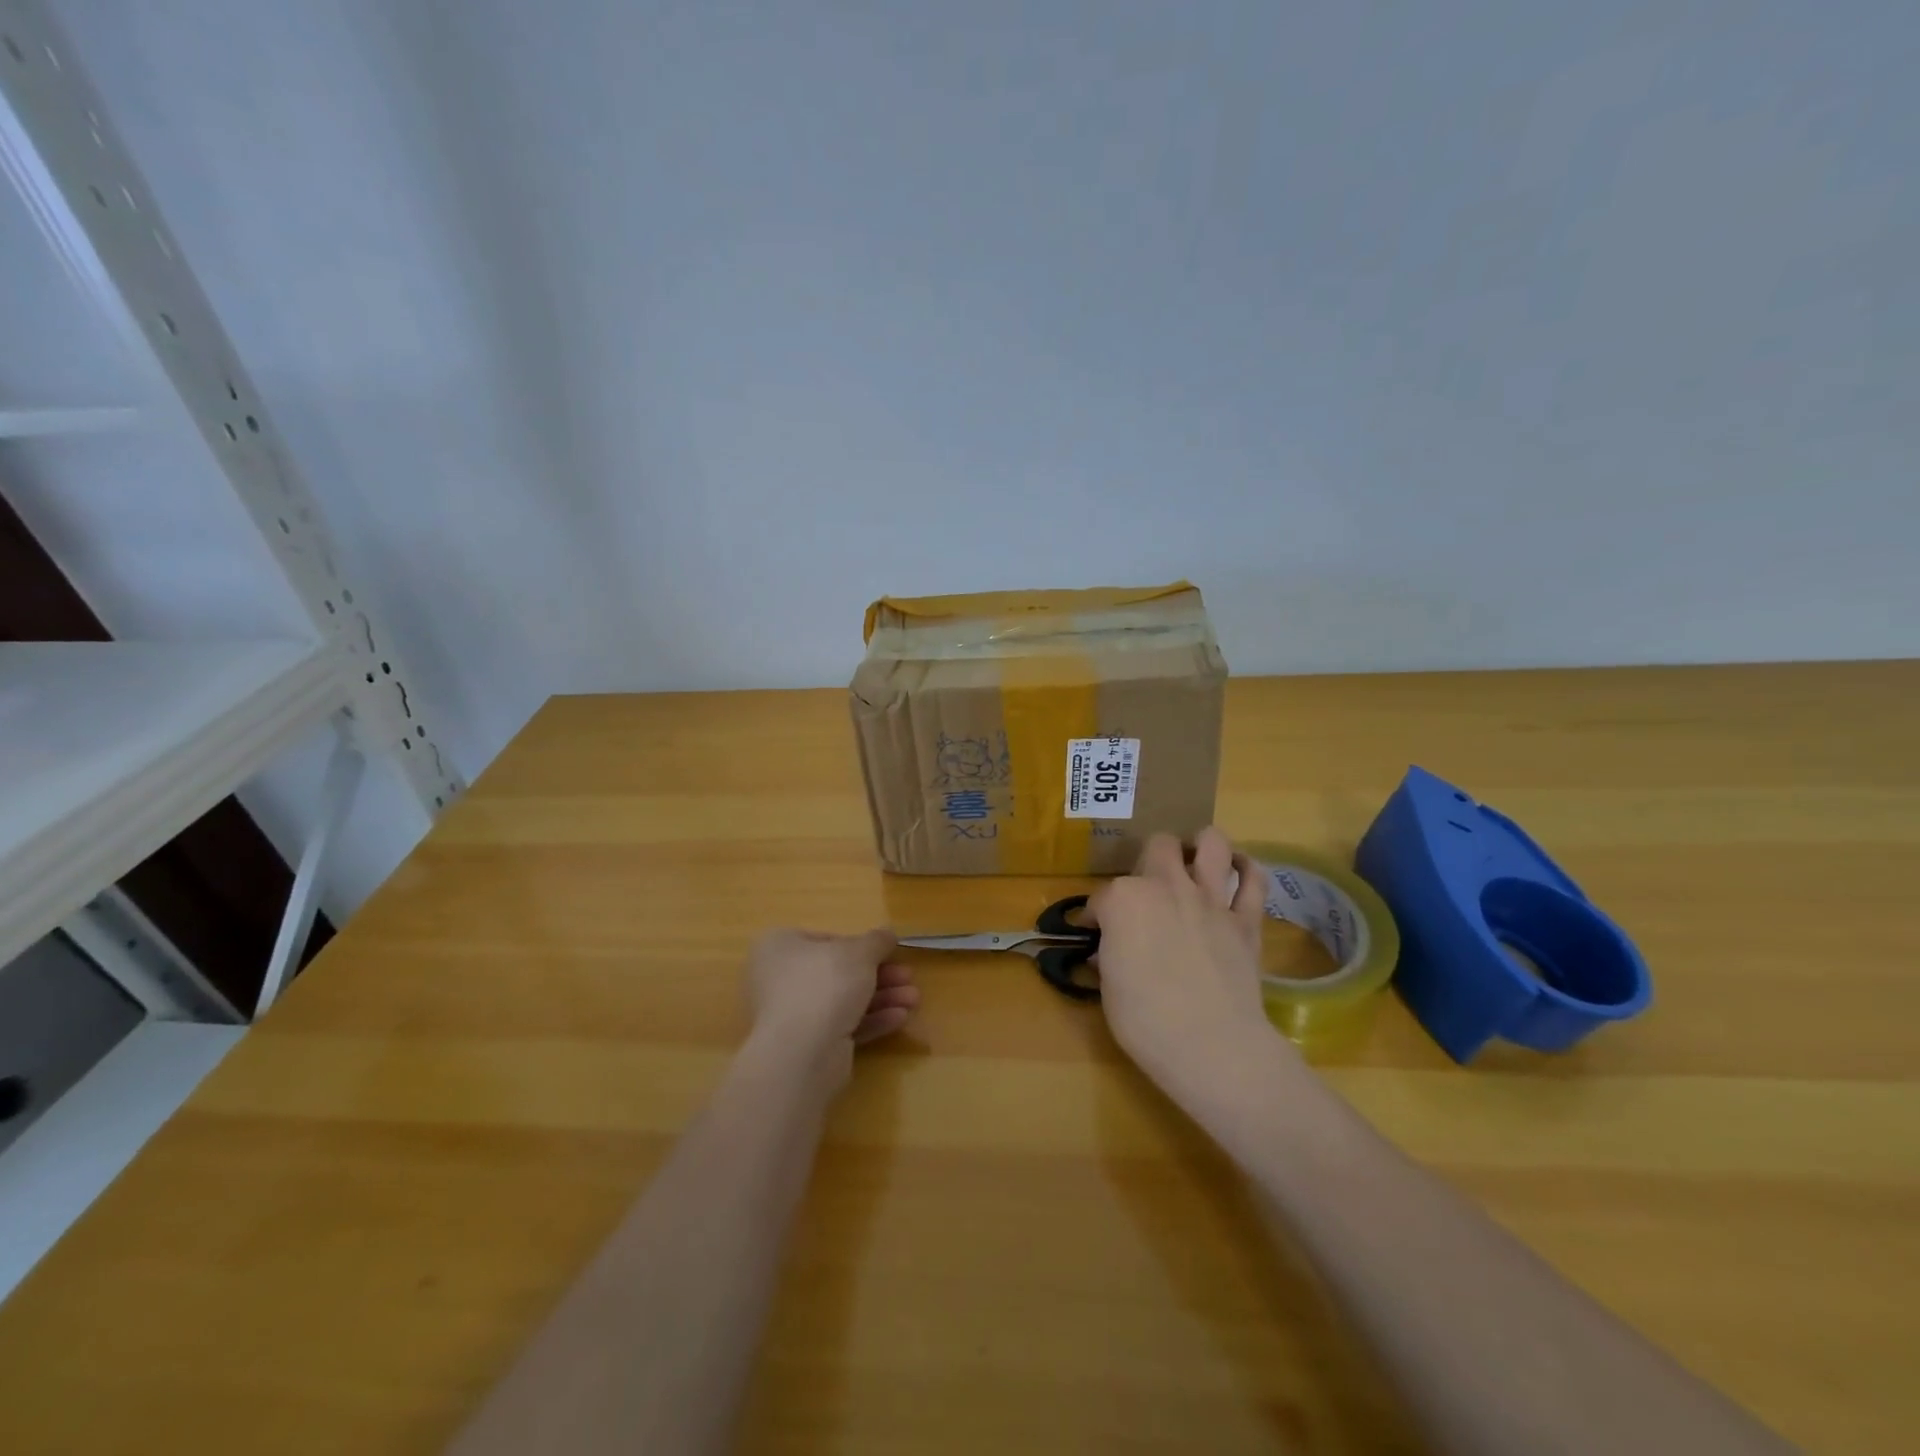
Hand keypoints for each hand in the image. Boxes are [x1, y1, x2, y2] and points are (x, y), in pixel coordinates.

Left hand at [744, 929, 919, 1083]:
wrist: (802, 1053)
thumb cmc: (825, 985)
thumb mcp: (859, 953)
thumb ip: (877, 941)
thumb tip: (887, 934)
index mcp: (782, 946)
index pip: (828, 940)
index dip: (862, 946)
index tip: (890, 951)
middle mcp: (782, 978)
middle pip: (840, 972)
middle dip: (881, 976)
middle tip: (909, 977)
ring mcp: (794, 1014)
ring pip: (845, 1001)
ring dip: (883, 998)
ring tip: (914, 999)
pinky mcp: (808, 1045)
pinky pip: (844, 1026)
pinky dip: (872, 1020)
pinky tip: (900, 1018)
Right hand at [1088, 828, 1284, 1108]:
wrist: (1211, 1046)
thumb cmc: (1144, 1020)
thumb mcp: (1108, 987)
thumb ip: (1109, 956)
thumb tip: (1108, 951)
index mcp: (1124, 900)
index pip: (1101, 898)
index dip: (1096, 915)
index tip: (1094, 933)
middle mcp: (1166, 886)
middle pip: (1157, 847)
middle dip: (1149, 860)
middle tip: (1148, 887)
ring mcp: (1210, 899)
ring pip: (1211, 843)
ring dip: (1201, 846)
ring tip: (1194, 859)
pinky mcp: (1246, 919)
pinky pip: (1255, 880)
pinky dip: (1246, 870)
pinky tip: (1237, 871)